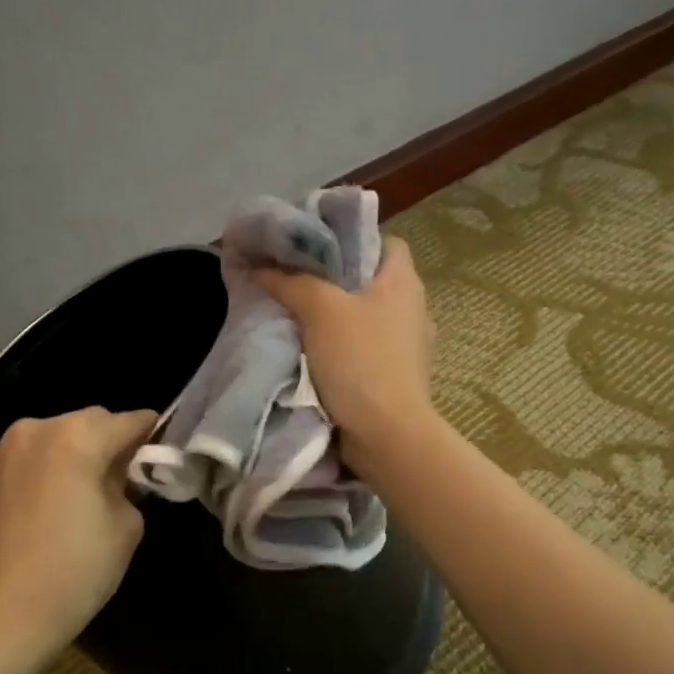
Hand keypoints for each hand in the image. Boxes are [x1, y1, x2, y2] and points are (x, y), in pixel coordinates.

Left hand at [0, 407, 156, 673]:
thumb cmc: (73, 573)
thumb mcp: (126, 528)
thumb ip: (127, 487)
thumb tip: (115, 477)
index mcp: (74, 437)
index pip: (126, 421)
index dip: (148, 431)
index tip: (159, 445)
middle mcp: (31, 432)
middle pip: (83, 424)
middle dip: (105, 442)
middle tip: (120, 478)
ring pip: (46, 442)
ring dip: (66, 457)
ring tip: (74, 497)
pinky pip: (17, 467)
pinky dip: (34, 478)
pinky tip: (37, 515)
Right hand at [256, 235, 436, 475]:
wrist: (386, 434)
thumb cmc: (361, 361)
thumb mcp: (320, 310)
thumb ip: (290, 282)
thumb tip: (260, 266)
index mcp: (404, 282)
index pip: (384, 241)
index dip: (351, 239)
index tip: (315, 248)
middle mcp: (413, 308)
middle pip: (370, 280)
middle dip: (334, 280)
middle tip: (294, 280)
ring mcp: (408, 346)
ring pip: (365, 317)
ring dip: (335, 317)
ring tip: (296, 316)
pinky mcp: (395, 376)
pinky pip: (364, 350)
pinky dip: (340, 348)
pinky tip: (312, 352)